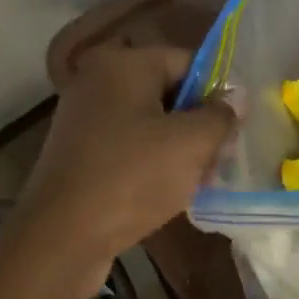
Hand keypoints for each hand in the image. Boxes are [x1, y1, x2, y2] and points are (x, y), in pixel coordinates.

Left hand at [12, 45, 234, 282]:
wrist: (62, 237)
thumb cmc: (132, 178)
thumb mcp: (192, 143)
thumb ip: (220, 115)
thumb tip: (234, 100)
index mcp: (123, 64)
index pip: (187, 62)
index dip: (218, 92)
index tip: (236, 128)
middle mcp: (98, 82)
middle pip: (167, 92)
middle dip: (198, 123)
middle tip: (221, 158)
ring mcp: (85, 119)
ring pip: (149, 123)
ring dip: (179, 147)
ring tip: (200, 180)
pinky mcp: (79, 154)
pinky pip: (128, 147)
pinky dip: (152, 163)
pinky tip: (170, 191)